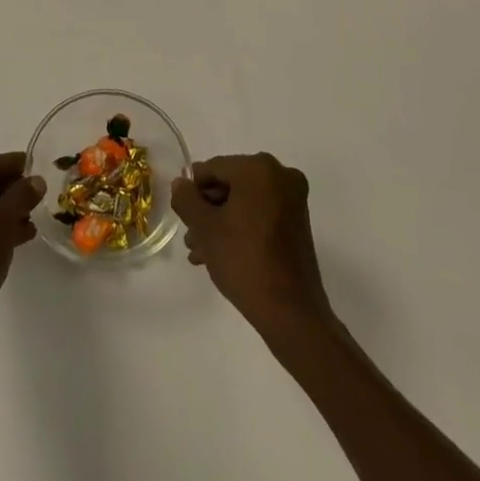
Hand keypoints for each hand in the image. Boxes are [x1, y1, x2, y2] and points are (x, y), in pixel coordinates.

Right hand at [171, 153, 333, 335]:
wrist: (290, 312)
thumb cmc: (244, 260)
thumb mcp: (205, 228)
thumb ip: (186, 199)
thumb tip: (181, 183)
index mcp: (259, 168)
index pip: (213, 168)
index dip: (192, 190)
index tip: (181, 214)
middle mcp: (281, 175)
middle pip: (230, 185)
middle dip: (207, 210)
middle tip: (190, 236)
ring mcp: (293, 200)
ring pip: (244, 202)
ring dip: (220, 222)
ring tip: (200, 251)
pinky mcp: (298, 222)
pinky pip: (260, 214)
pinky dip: (241, 228)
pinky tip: (220, 254)